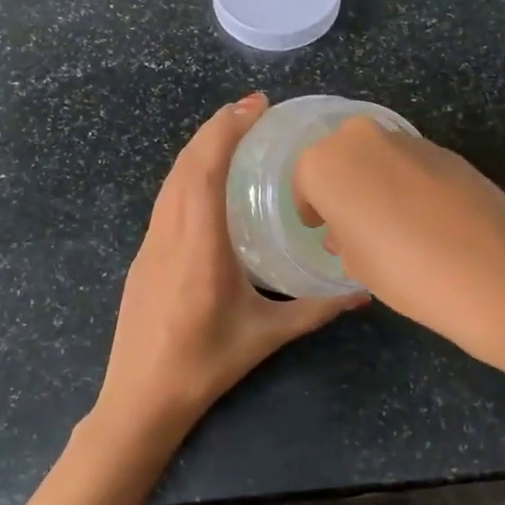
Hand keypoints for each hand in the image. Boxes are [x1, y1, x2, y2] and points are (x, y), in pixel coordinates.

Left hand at [96, 94, 366, 442]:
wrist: (141, 398)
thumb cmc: (205, 365)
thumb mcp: (268, 335)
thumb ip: (318, 308)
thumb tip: (363, 290)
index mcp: (199, 245)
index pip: (205, 169)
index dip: (227, 129)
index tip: (256, 106)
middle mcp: (169, 232)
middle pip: (186, 163)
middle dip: (217, 127)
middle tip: (255, 110)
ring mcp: (150, 242)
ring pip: (171, 178)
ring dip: (200, 147)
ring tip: (235, 133)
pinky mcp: (144, 254)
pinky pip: (166, 198)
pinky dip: (188, 173)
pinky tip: (210, 181)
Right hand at [293, 117, 504, 361]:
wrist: (491, 268)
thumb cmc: (403, 270)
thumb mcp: (356, 263)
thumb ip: (343, 236)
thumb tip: (347, 230)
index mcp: (324, 163)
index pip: (305, 182)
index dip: (313, 208)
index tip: (321, 228)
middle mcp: (360, 138)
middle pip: (341, 158)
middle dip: (344, 184)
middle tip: (356, 221)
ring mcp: (405, 138)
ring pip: (377, 156)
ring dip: (378, 180)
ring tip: (395, 222)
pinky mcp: (443, 147)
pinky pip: (410, 162)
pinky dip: (409, 181)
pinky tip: (426, 217)